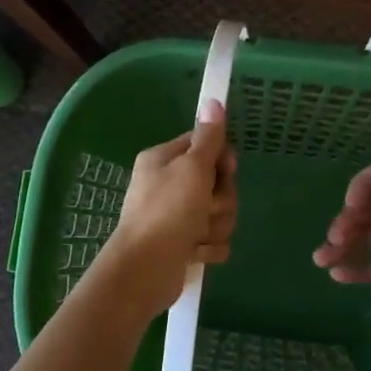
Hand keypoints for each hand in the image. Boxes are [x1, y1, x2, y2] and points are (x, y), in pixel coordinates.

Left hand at [104, 100, 237, 314]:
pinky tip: (195, 254)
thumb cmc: (167, 211)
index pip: (205, 145)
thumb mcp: (192, 168)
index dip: (221, 159)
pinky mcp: (183, 244)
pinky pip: (214, 239)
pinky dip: (209, 248)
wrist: (144, 271)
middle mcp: (168, 184)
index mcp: (164, 160)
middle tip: (205, 208)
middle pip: (217, 182)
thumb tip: (214, 100)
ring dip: (215, 226)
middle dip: (220, 200)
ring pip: (219, 213)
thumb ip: (208, 138)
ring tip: (197, 235)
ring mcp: (176, 216)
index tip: (225, 169)